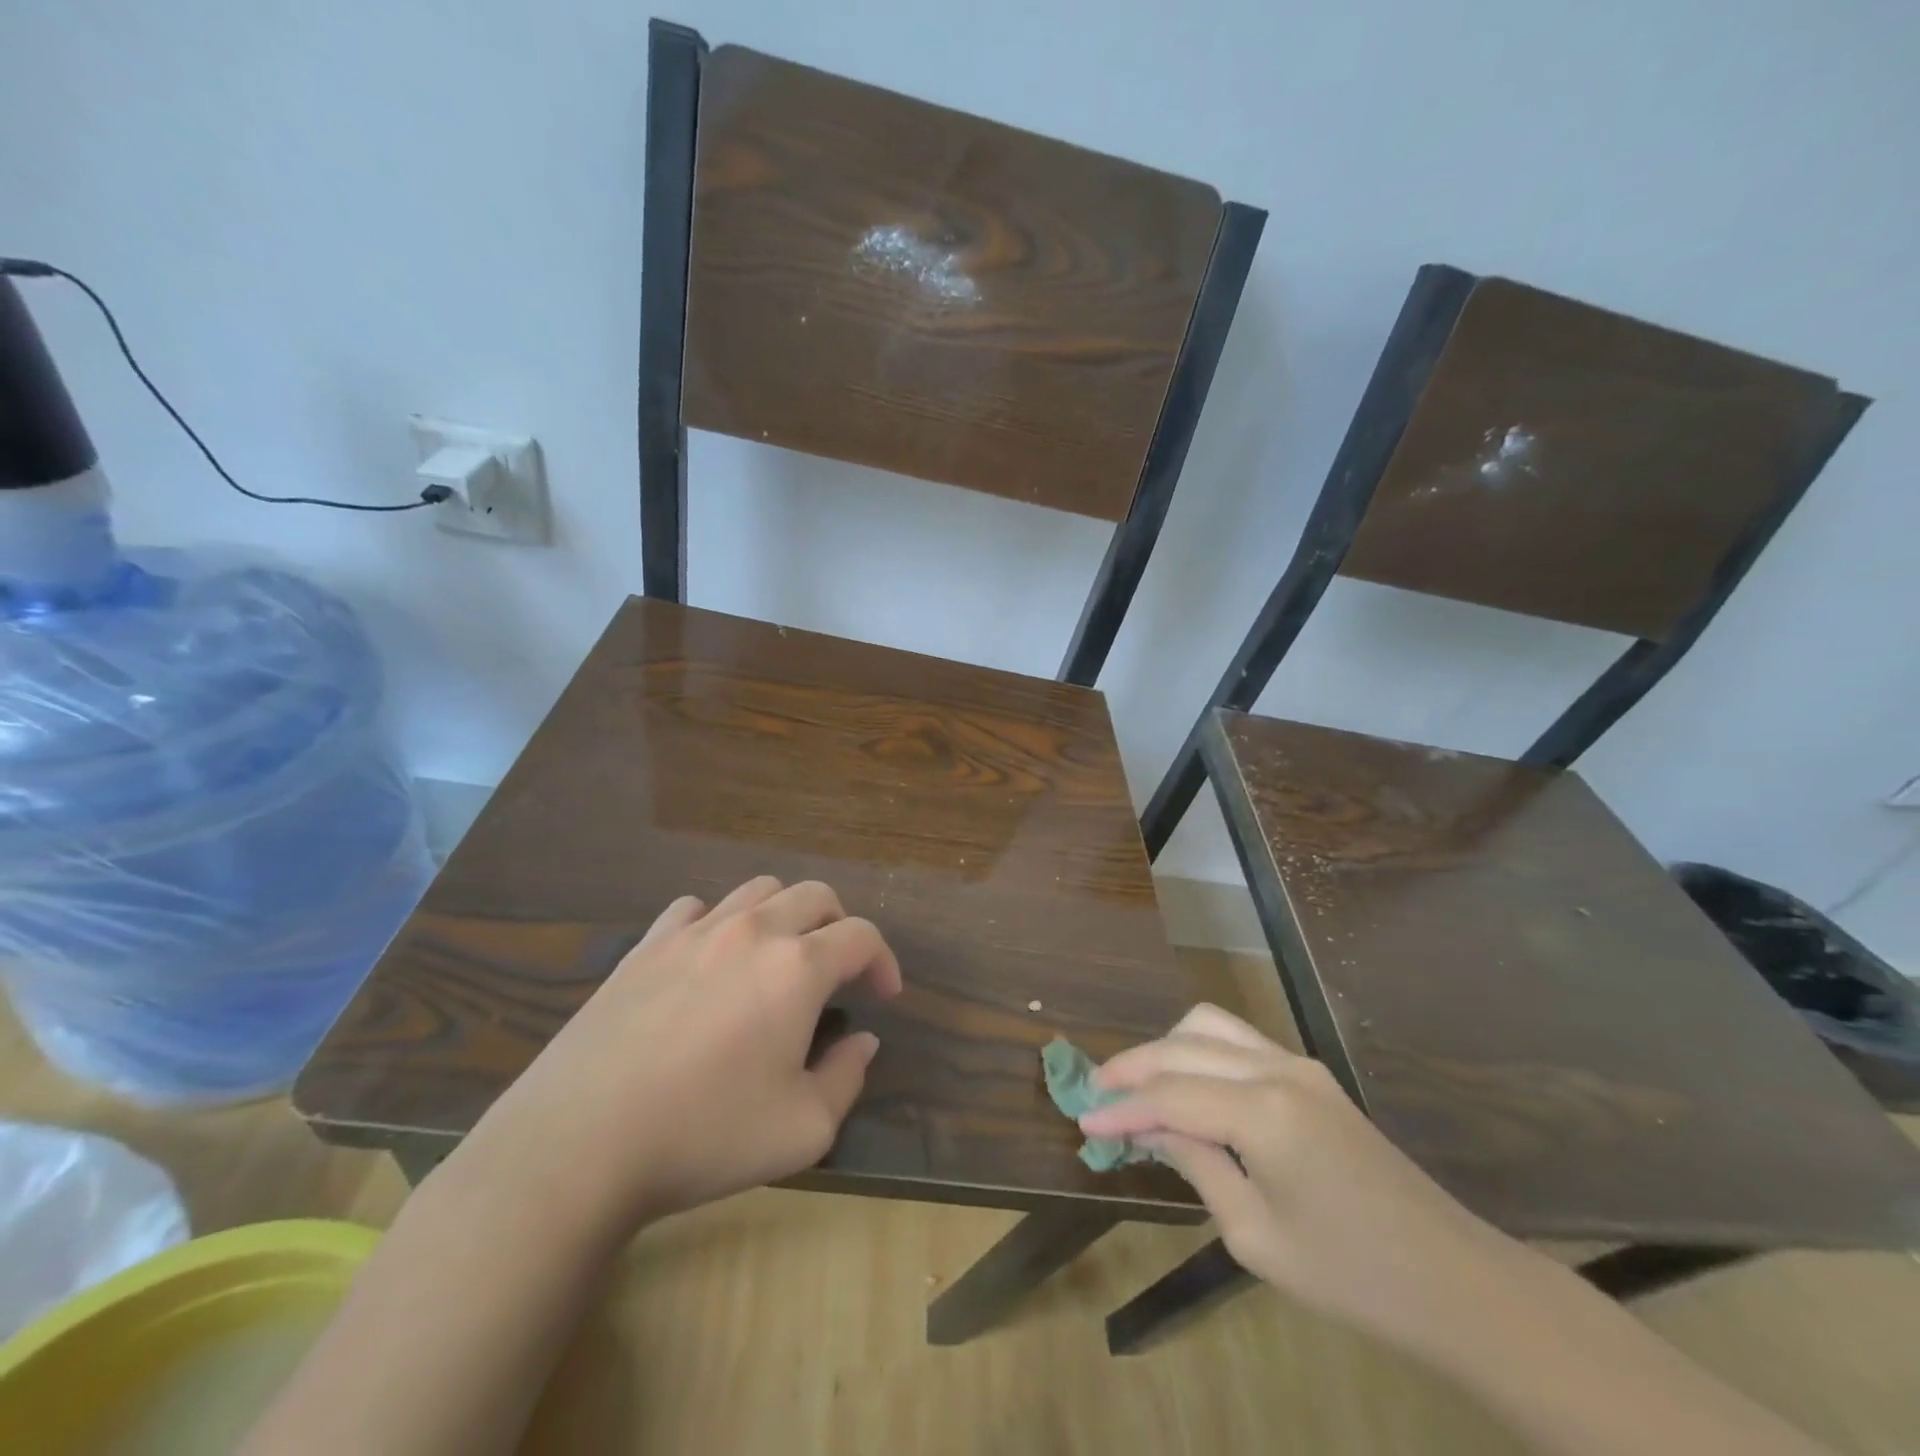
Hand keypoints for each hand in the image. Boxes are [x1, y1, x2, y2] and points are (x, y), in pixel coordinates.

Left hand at [455, 876, 901, 1241]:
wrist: (578, 1143)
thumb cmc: (704, 1135)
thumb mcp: (802, 1129)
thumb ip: (847, 1077)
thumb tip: (862, 1041)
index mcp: (797, 967)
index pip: (861, 935)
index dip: (883, 960)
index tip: (883, 996)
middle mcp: (751, 931)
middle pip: (814, 895)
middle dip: (840, 925)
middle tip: (838, 971)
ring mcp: (693, 931)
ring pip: (758, 889)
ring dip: (785, 914)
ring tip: (779, 958)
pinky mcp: (646, 945)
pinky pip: (695, 908)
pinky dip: (719, 922)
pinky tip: (710, 959)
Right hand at [1082, 1004, 1531, 1357]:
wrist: (1454, 1280)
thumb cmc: (1351, 1276)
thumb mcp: (1254, 1235)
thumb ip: (1195, 1164)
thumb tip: (1146, 1127)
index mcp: (1263, 1112)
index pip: (1169, 1095)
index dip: (1121, 1107)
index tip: (1081, 1118)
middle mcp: (1277, 1069)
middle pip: (1182, 1046)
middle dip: (1132, 1066)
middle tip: (1096, 1093)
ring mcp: (1298, 1064)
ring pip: (1209, 1025)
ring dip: (1165, 1047)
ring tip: (1136, 1083)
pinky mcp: (1310, 1073)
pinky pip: (1238, 1040)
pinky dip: (1198, 1050)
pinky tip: (1184, 1082)